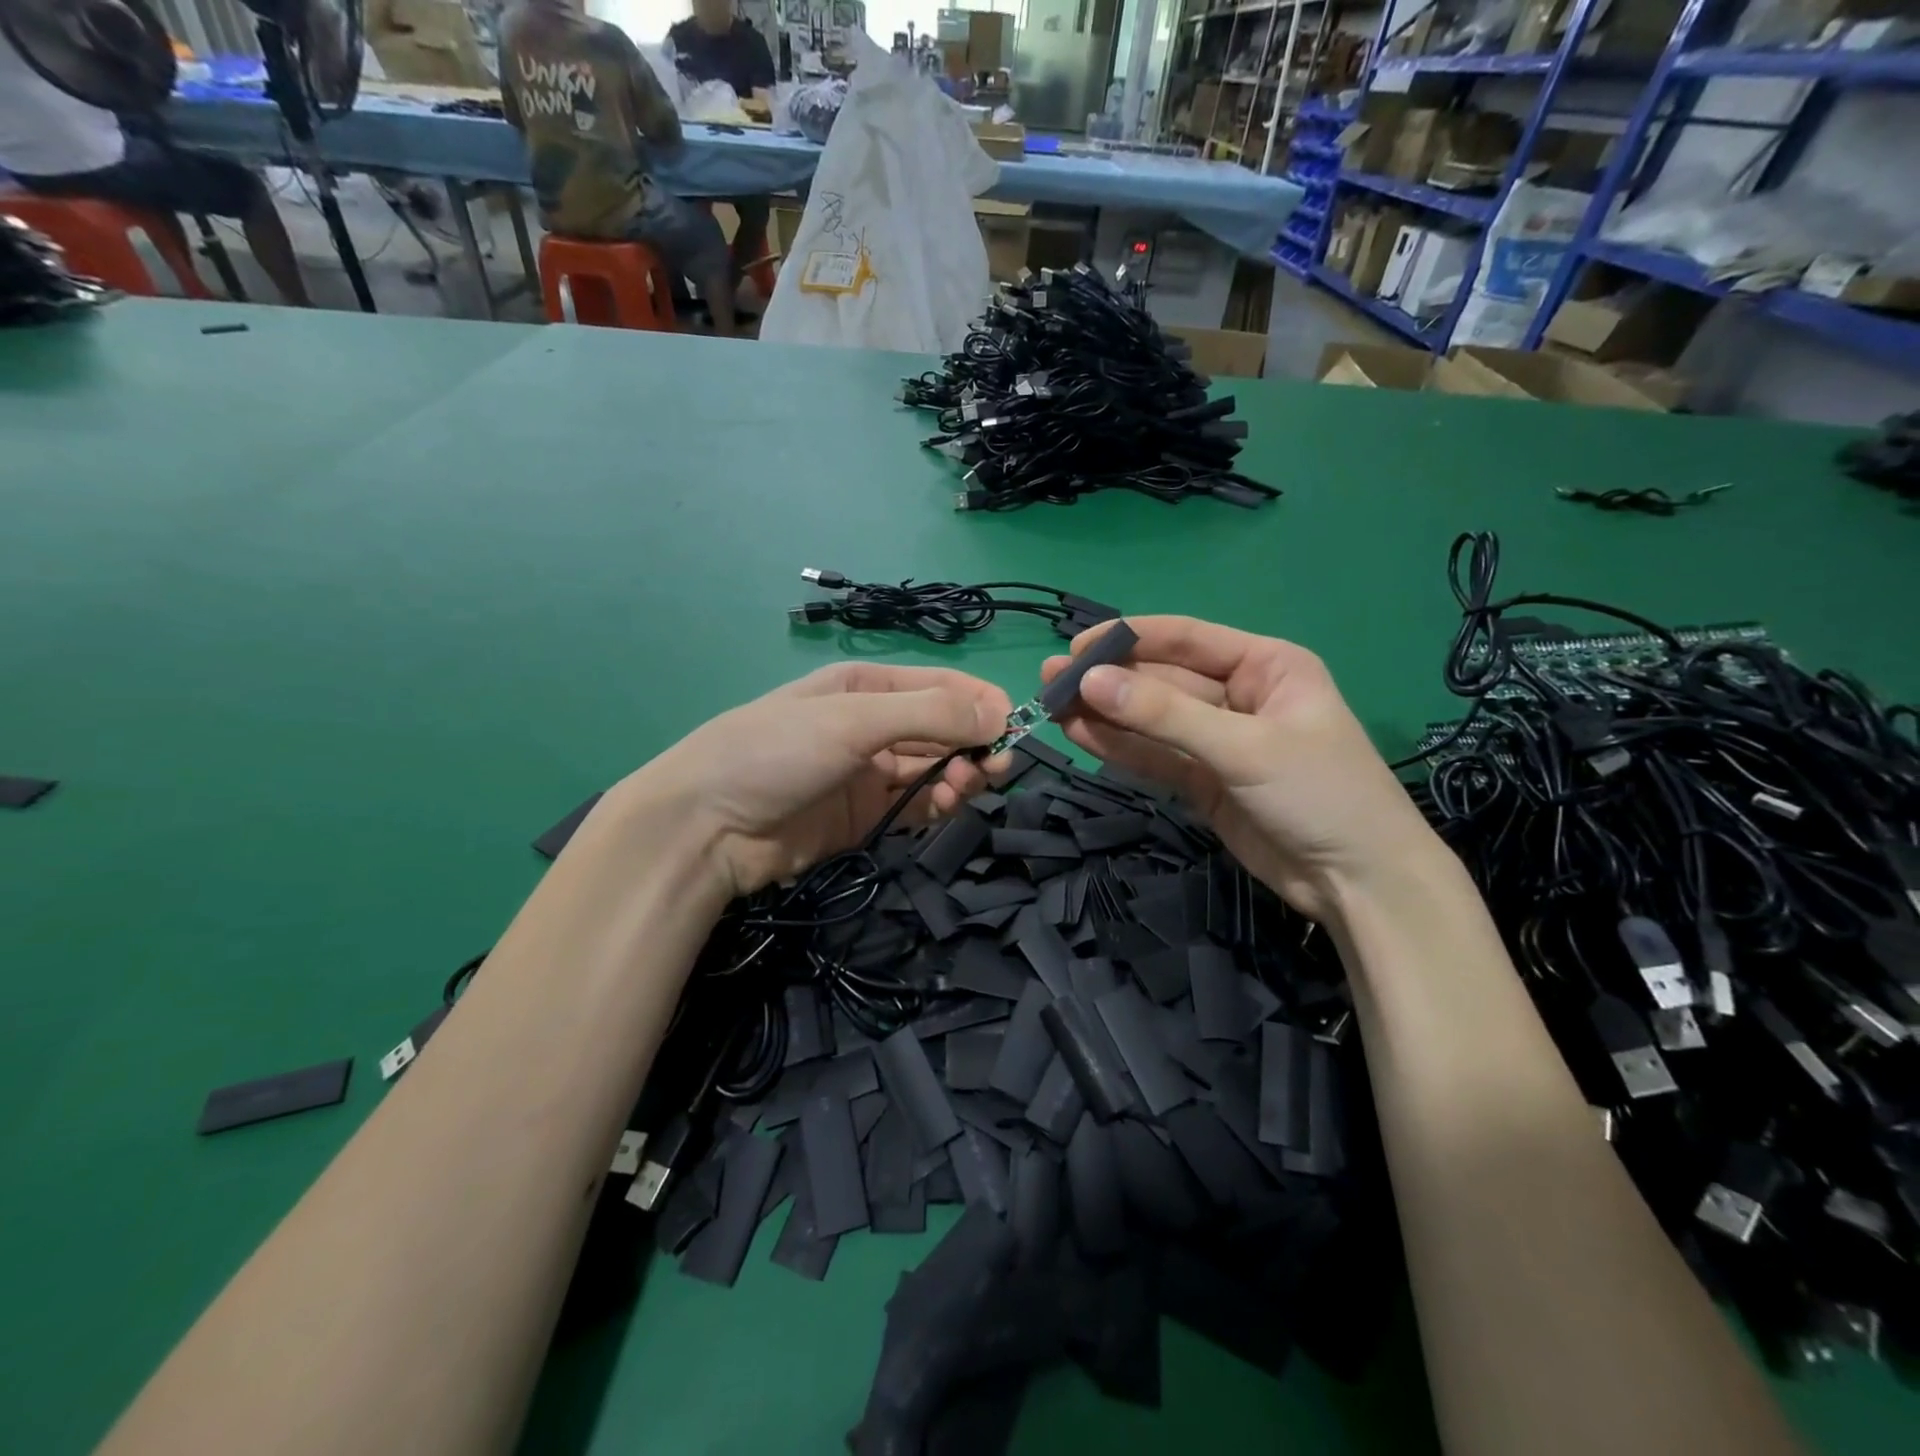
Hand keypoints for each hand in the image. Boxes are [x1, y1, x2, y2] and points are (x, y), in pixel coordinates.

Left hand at [621, 663, 1012, 897]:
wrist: (706, 828)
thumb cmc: (776, 752)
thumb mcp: (853, 719)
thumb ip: (929, 713)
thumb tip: (1002, 711)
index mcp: (867, 687)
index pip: (941, 686)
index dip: (981, 703)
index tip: (1013, 728)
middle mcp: (873, 725)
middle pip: (944, 729)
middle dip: (973, 743)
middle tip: (992, 768)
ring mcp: (870, 774)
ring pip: (936, 769)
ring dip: (960, 776)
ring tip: (962, 788)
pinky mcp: (867, 818)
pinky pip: (918, 805)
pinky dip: (940, 804)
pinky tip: (947, 805)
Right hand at [1042, 617, 1441, 921]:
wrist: (1361, 884)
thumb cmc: (1320, 794)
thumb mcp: (1244, 747)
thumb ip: (1165, 716)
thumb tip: (1089, 681)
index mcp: (1266, 666)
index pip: (1187, 640)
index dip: (1130, 639)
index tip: (1077, 646)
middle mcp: (1240, 696)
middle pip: (1162, 681)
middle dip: (1109, 681)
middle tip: (1049, 680)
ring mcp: (1218, 742)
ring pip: (1152, 721)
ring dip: (1106, 714)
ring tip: (1051, 705)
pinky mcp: (1204, 782)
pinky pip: (1155, 757)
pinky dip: (1120, 748)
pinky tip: (1080, 735)